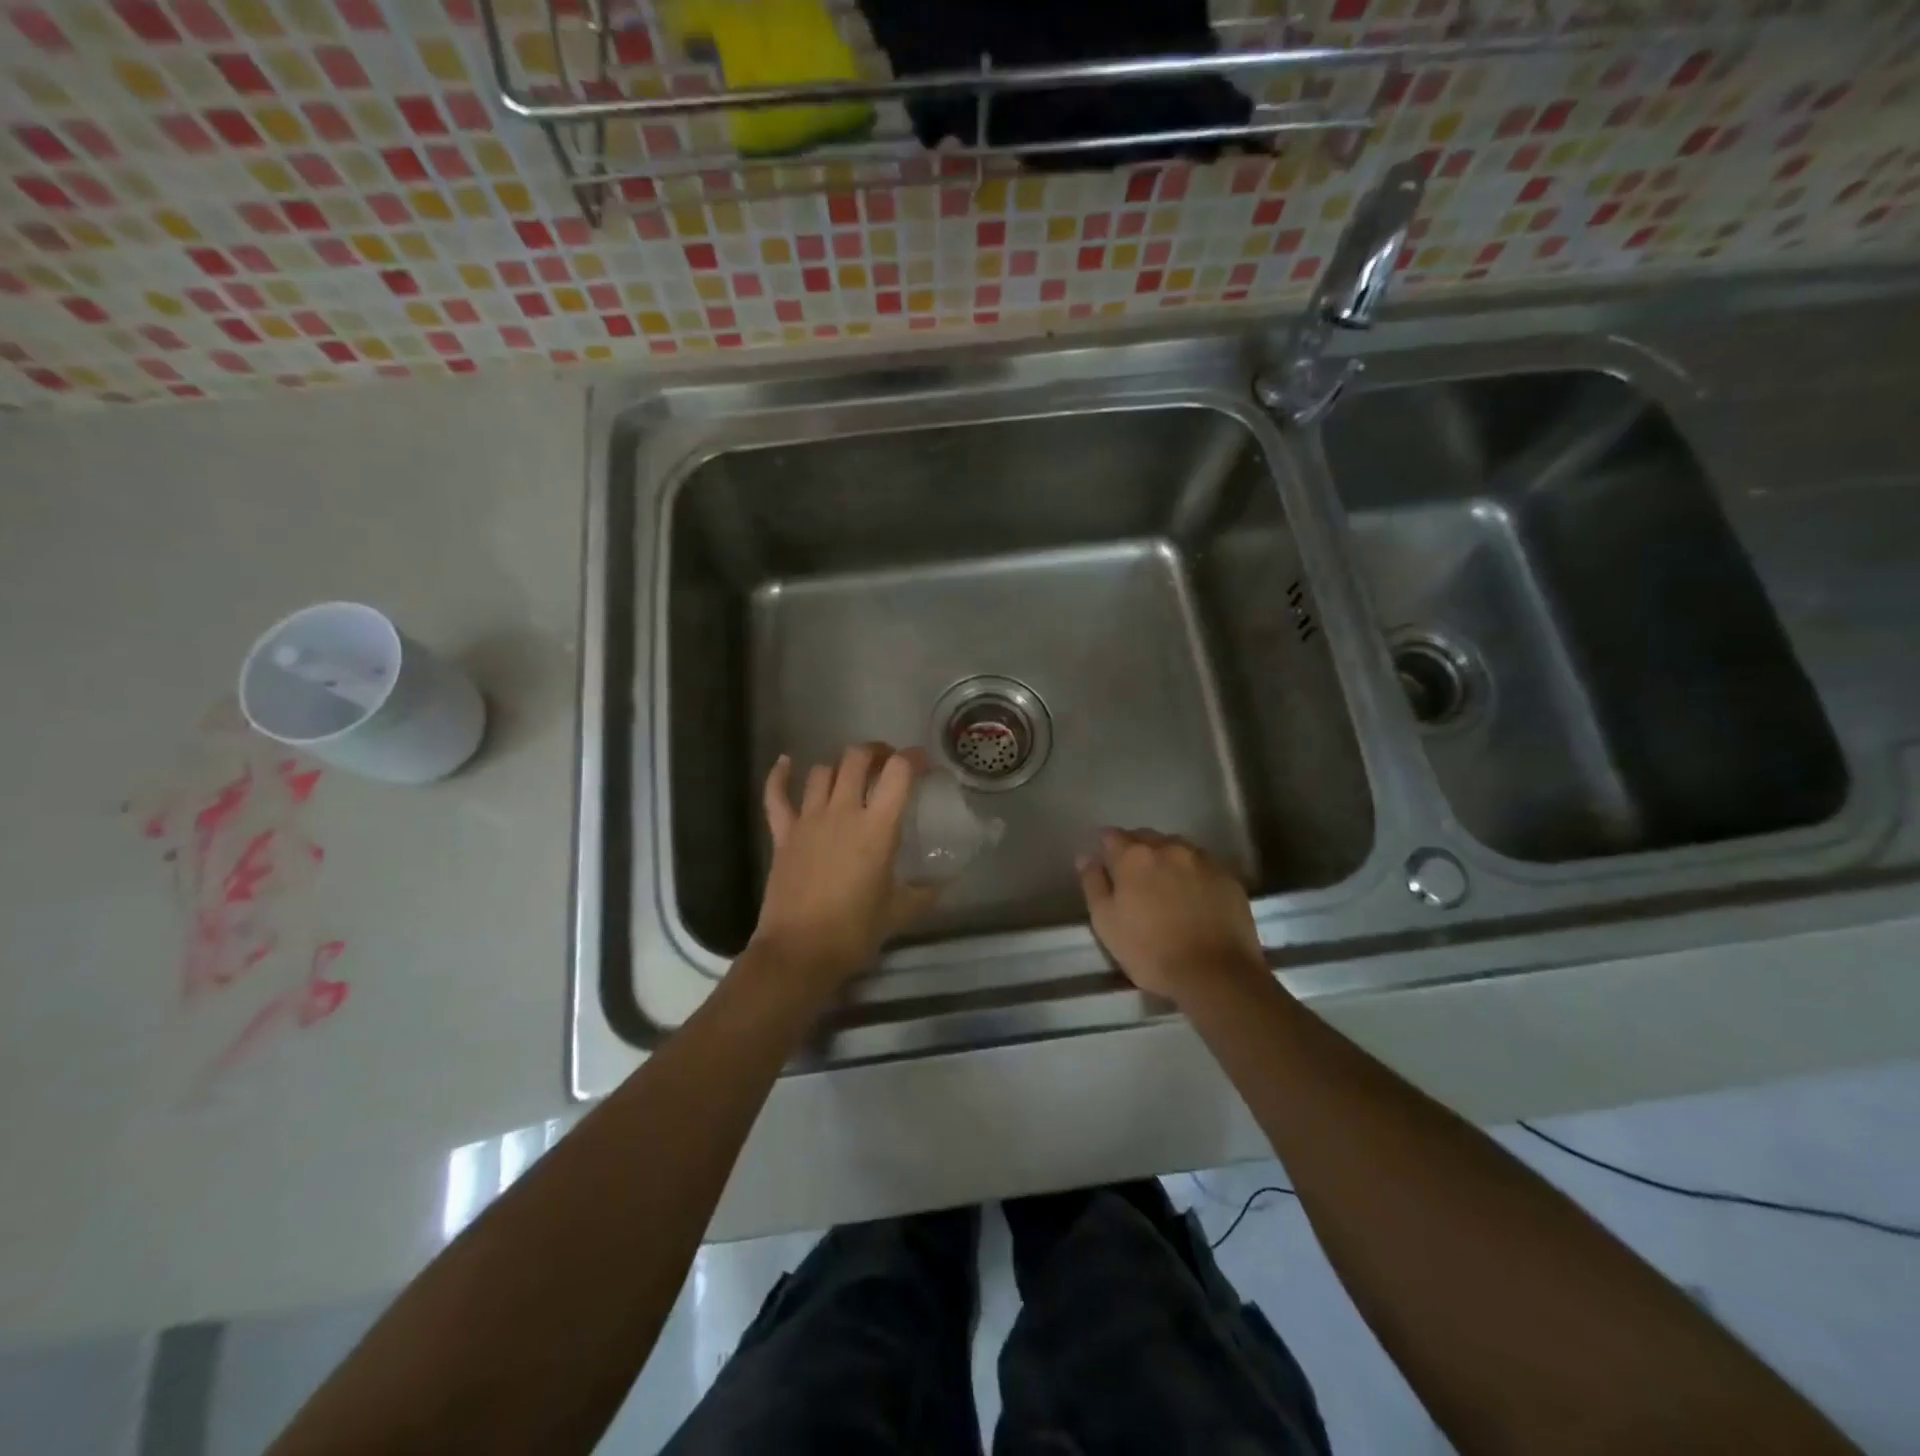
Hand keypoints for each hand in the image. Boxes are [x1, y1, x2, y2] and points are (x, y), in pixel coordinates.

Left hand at [751, 744, 938, 988]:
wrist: (799, 952)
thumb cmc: (854, 932)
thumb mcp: (899, 912)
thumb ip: (924, 893)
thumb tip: (944, 885)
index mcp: (877, 828)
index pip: (899, 772)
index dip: (913, 758)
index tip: (923, 763)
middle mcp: (843, 812)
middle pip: (856, 759)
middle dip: (875, 752)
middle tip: (887, 763)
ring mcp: (808, 820)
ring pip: (822, 772)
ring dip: (839, 767)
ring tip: (850, 776)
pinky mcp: (782, 834)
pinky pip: (776, 795)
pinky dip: (779, 775)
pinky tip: (785, 762)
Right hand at [1077, 829, 1267, 1005]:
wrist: (1216, 974)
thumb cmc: (1151, 951)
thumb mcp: (1106, 922)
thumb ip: (1093, 884)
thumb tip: (1085, 857)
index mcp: (1134, 856)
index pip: (1111, 836)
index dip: (1105, 847)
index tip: (1105, 863)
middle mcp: (1168, 847)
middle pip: (1145, 837)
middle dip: (1136, 850)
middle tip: (1134, 877)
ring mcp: (1202, 859)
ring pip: (1176, 847)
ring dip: (1166, 858)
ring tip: (1165, 884)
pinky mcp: (1228, 876)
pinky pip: (1202, 864)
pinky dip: (1192, 872)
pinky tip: (1193, 895)